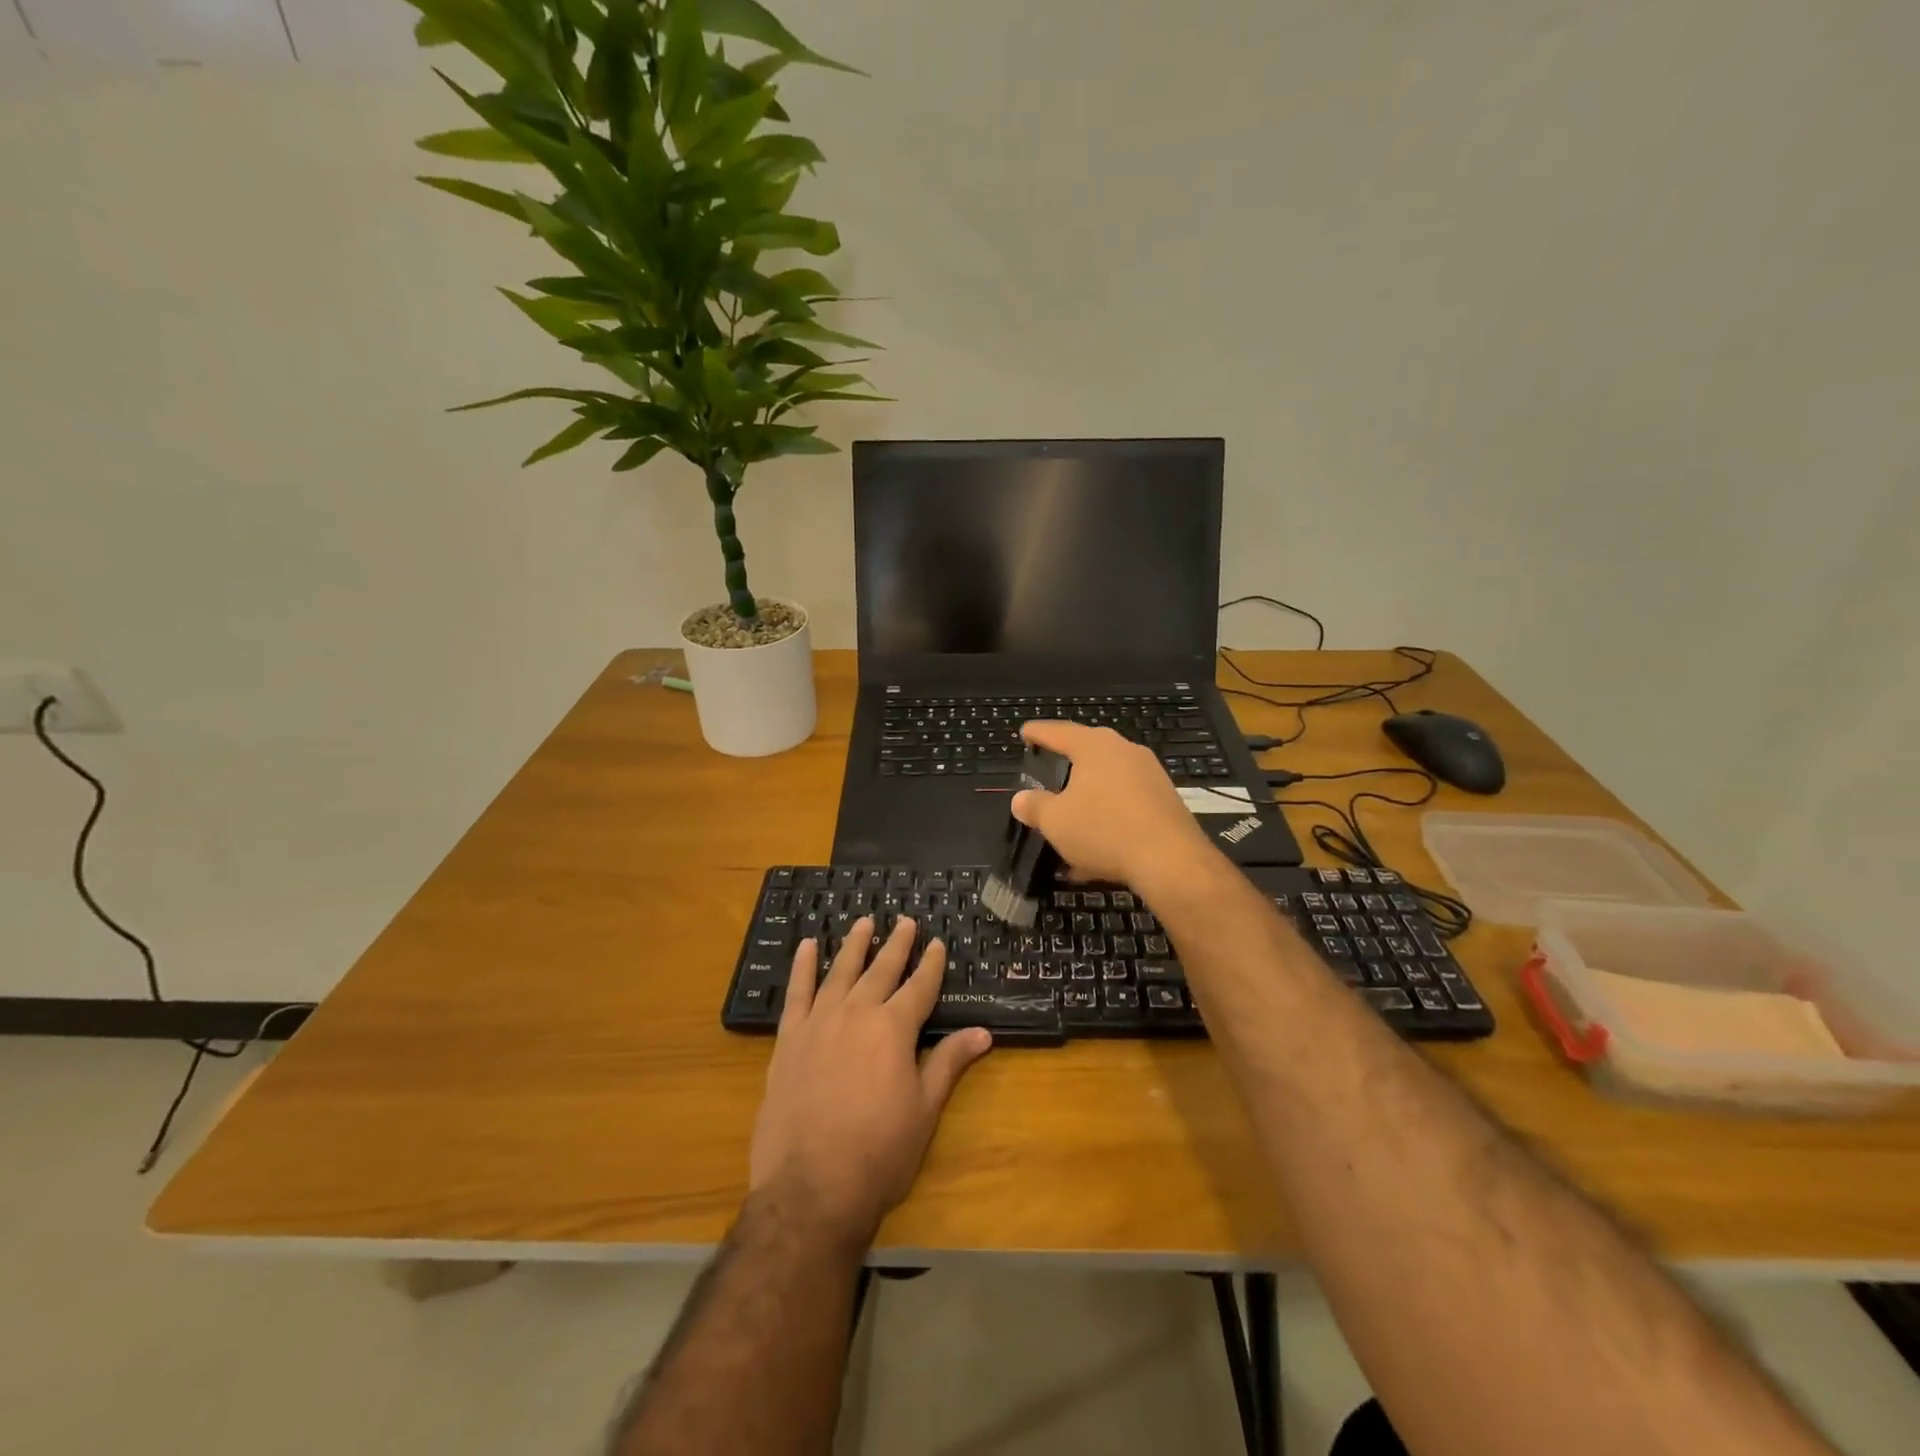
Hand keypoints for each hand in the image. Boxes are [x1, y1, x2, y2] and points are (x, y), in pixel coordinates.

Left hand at [749, 918, 992, 1248]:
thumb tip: (982, 1032)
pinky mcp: (789, 1040)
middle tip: (905, 921)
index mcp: (894, 1029)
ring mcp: (819, 1023)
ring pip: (840, 972)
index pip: (919, 987)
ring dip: (854, 945)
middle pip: (881, 970)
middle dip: (897, 944)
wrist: (810, 1189)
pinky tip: (806, 946)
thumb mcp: (924, 1109)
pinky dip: (802, 966)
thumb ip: (949, 1063)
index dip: (931, 964)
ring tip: (864, 921)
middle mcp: (857, 1013)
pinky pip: (796, 993)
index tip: (937, 943)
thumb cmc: (878, 1153)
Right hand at [1010, 721, 1215, 891]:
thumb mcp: (1056, 821)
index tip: (1025, 733)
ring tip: (1069, 820)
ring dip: (1087, 799)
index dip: (1038, 733)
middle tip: (1048, 769)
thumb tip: (1021, 799)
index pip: (1058, 732)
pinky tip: (1095, 848)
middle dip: (1067, 764)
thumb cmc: (1104, 829)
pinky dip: (1107, 818)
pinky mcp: (1165, 802)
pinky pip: (1126, 804)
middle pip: (1088, 752)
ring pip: (1108, 782)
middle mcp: (1125, 751)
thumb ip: (1034, 806)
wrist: (1171, 860)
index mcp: (1094, 746)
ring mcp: (1150, 775)